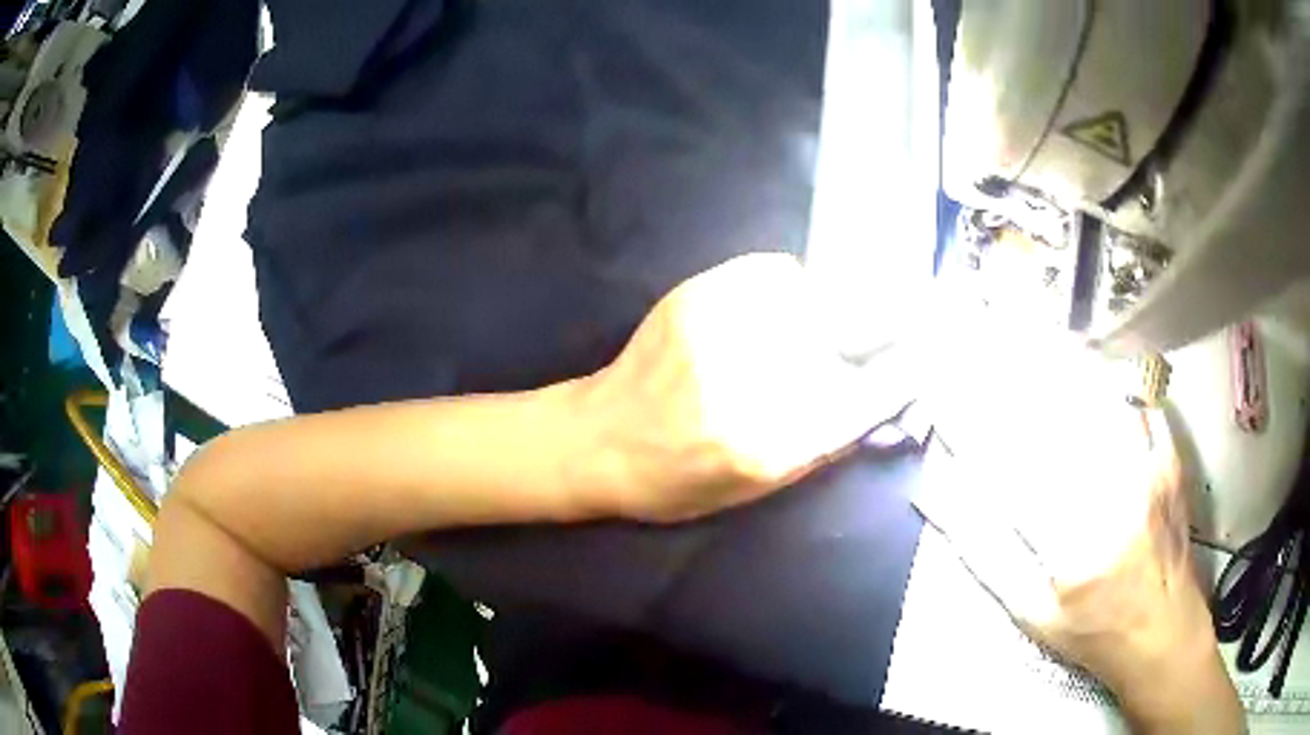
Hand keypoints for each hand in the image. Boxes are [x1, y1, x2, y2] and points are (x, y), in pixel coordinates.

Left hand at [577, 253, 913, 522]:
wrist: (599, 439)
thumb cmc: (678, 481)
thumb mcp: (757, 489)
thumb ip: (824, 444)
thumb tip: (882, 401)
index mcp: (771, 442)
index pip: (867, 395)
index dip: (907, 369)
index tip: (933, 351)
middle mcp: (753, 380)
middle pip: (850, 331)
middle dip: (884, 323)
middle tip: (903, 317)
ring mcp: (723, 329)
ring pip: (814, 293)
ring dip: (832, 305)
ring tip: (821, 322)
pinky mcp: (698, 296)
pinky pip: (771, 271)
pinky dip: (789, 284)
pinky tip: (780, 304)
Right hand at [926, 332, 1241, 732]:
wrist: (1164, 630)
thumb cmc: (1093, 632)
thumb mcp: (1032, 615)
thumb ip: (987, 557)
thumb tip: (941, 502)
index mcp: (1073, 547)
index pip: (1011, 469)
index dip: (973, 428)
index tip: (941, 396)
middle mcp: (1113, 498)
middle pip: (1054, 420)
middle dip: (1007, 382)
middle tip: (974, 351)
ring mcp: (1147, 468)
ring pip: (1095, 398)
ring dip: (1053, 368)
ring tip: (1018, 344)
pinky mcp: (1168, 455)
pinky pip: (1136, 398)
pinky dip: (1104, 376)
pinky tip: (1081, 362)